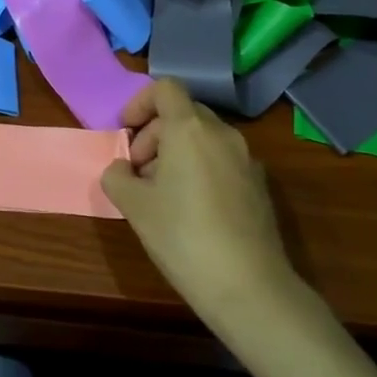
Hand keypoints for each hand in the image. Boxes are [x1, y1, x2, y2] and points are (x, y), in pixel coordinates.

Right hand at [103, 79, 292, 324]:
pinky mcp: (259, 186)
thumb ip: (117, 176)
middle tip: (138, 170)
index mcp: (189, 129)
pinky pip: (221, 160)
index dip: (139, 103)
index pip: (165, 88)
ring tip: (161, 193)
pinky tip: (191, 210)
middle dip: (154, 133)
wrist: (249, 288)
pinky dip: (200, 169)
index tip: (125, 132)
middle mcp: (222, 134)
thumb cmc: (183, 236)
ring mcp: (246, 159)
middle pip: (183, 113)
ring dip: (176, 152)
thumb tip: (122, 169)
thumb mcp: (134, 206)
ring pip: (203, 138)